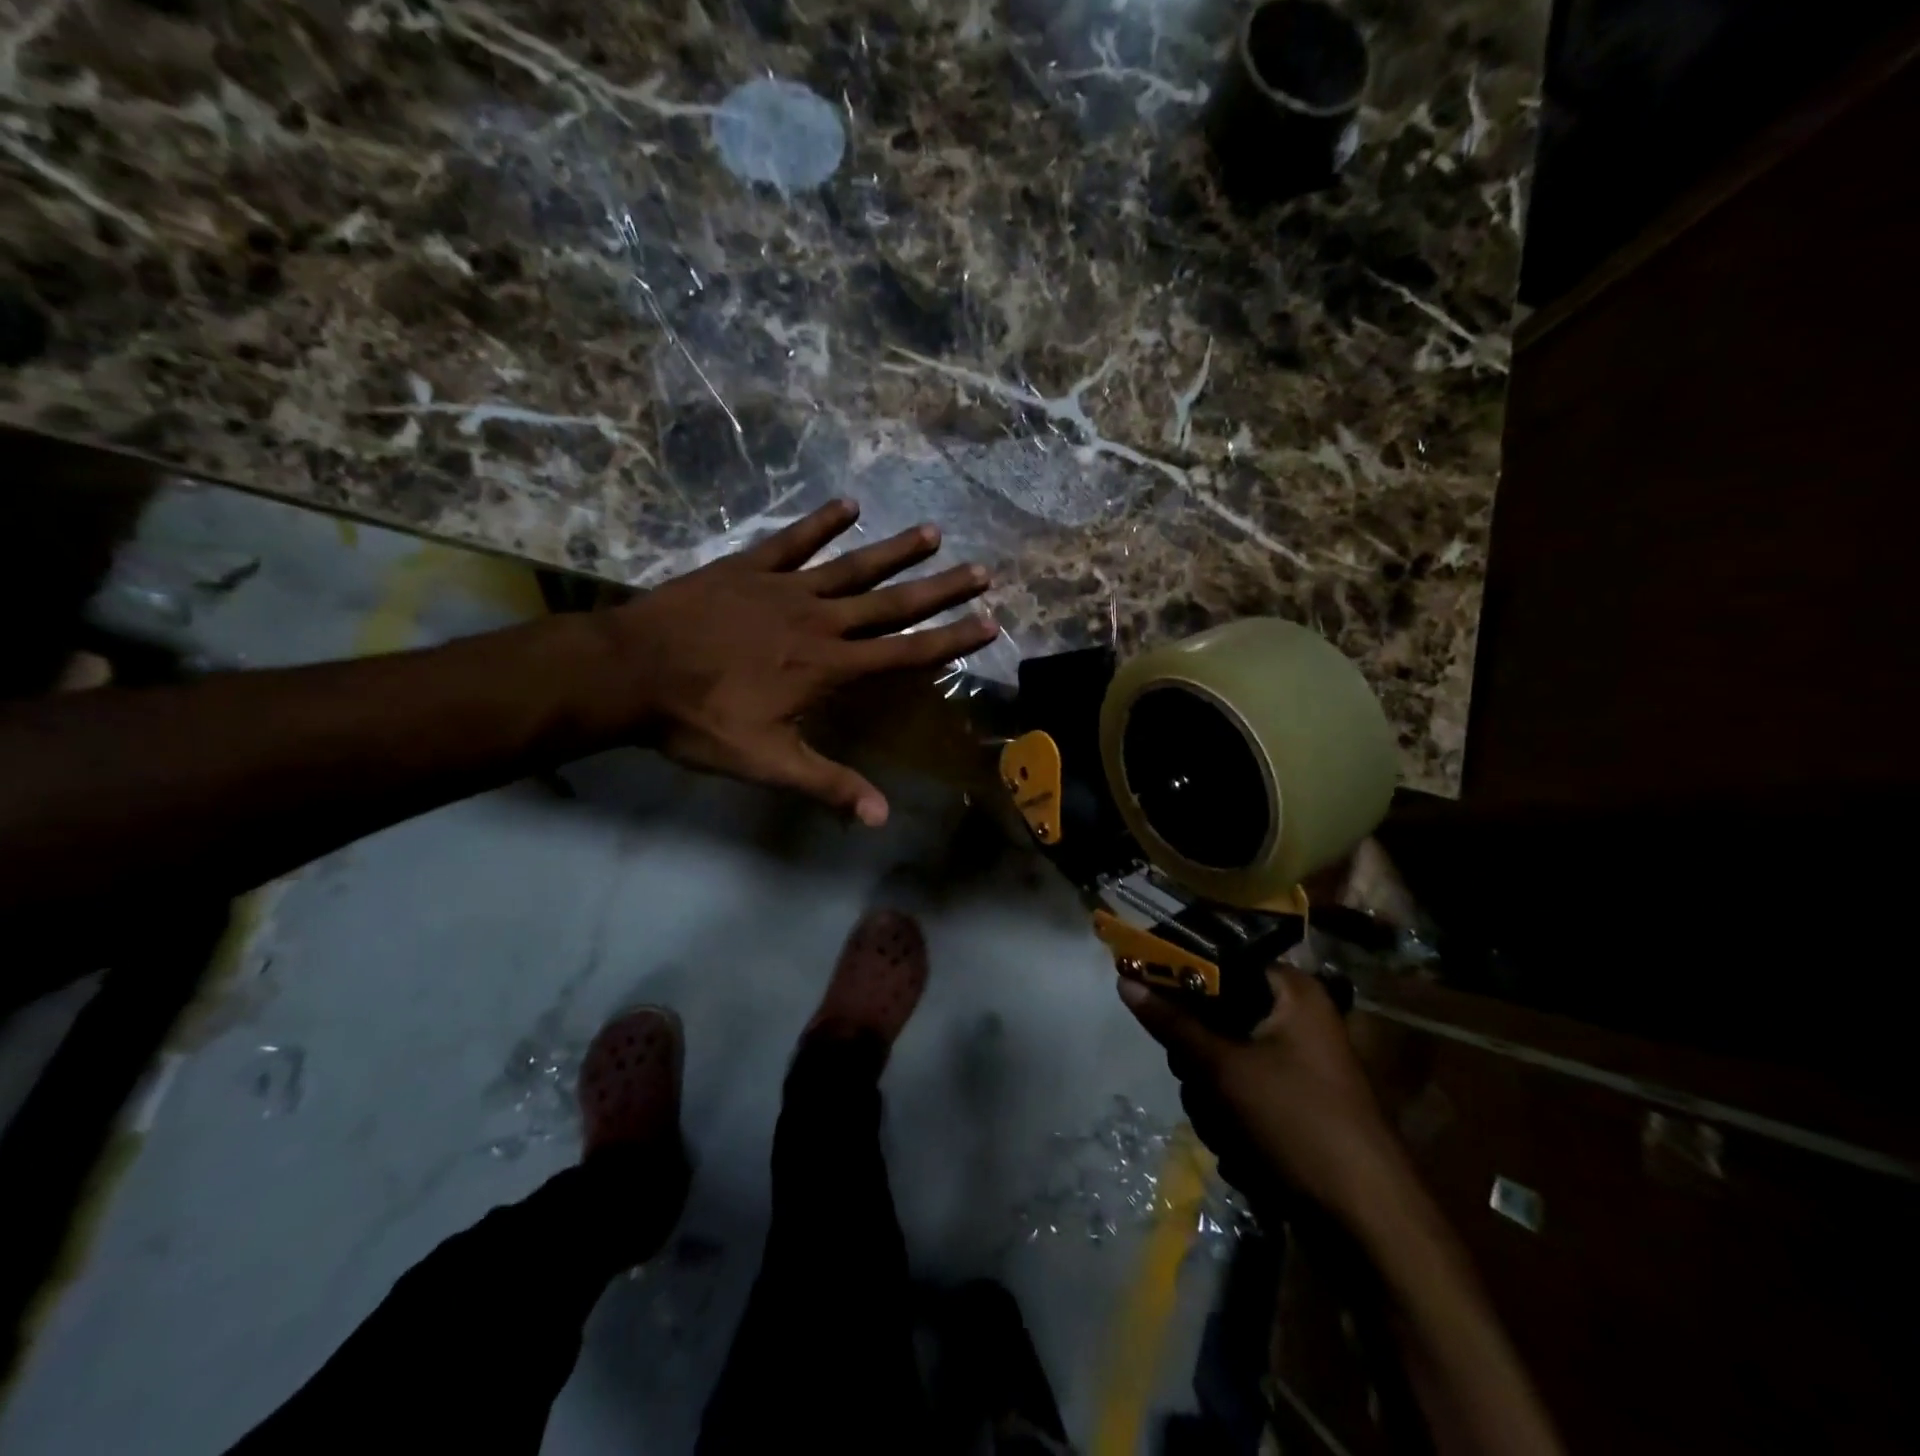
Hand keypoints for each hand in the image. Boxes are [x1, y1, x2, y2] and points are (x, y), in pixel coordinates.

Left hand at [604, 499, 996, 826]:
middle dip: (941, 589)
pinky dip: (821, 522)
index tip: (989, 623)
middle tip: (982, 571)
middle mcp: (819, 621)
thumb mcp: (767, 762)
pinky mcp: (748, 568)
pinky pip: (793, 541)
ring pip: (853, 566)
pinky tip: (849, 504)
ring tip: (933, 534)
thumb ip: (827, 785)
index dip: (951, 640)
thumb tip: (881, 818)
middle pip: (892, 603)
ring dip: (895, 551)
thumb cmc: (700, 721)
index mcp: (829, 667)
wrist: (631, 672)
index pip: (905, 653)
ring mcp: (784, 589)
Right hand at [1119, 967, 1402, 1217]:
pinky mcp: (1286, 1106)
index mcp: (1292, 992)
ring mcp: (1292, 1066)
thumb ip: (1173, 1023)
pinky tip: (1242, 1150)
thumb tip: (1125, 979)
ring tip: (1229, 1128)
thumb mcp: (1225, 1068)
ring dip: (1211, 1098)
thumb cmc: (1298, 1123)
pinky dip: (1229, 1121)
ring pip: (1218, 1061)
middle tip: (1201, 1078)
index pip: (1220, 962)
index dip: (1182, 979)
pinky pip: (1235, 1094)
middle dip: (1197, 1059)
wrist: (1367, 1225)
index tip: (1152, 1000)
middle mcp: (1294, 1019)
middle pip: (1213, 1016)